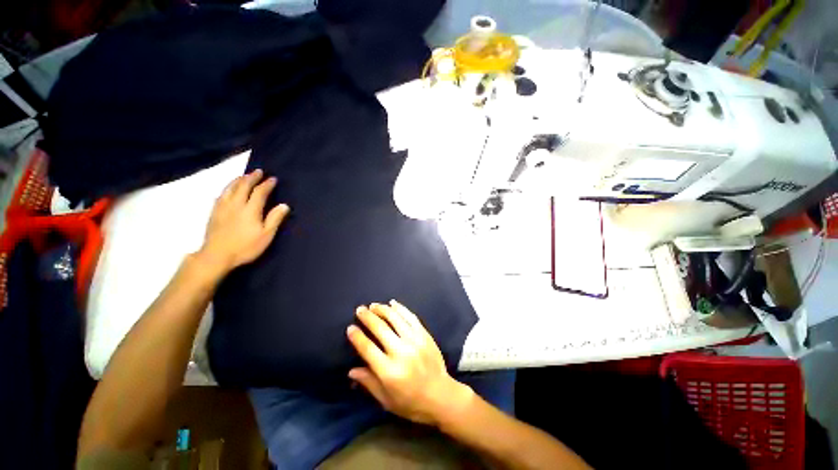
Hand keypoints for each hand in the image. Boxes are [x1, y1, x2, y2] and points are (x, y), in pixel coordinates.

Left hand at [197, 169, 289, 274]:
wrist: (217, 255)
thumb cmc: (246, 246)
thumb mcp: (266, 235)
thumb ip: (275, 218)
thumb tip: (284, 205)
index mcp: (250, 209)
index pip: (260, 192)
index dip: (267, 184)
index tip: (273, 179)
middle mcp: (236, 204)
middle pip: (243, 186)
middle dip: (252, 177)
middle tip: (258, 171)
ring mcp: (223, 207)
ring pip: (230, 188)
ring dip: (239, 180)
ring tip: (244, 176)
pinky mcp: (214, 212)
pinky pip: (221, 194)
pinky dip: (227, 188)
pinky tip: (229, 189)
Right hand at [346, 301, 472, 426]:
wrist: (441, 395)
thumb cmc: (411, 402)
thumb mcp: (386, 400)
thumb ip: (369, 383)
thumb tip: (351, 370)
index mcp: (389, 371)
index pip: (368, 348)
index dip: (357, 336)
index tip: (350, 327)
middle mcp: (401, 352)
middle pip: (381, 329)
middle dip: (368, 317)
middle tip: (360, 309)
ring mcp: (415, 341)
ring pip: (395, 319)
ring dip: (383, 309)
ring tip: (373, 305)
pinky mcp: (425, 335)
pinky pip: (411, 317)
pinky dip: (401, 308)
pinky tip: (393, 303)